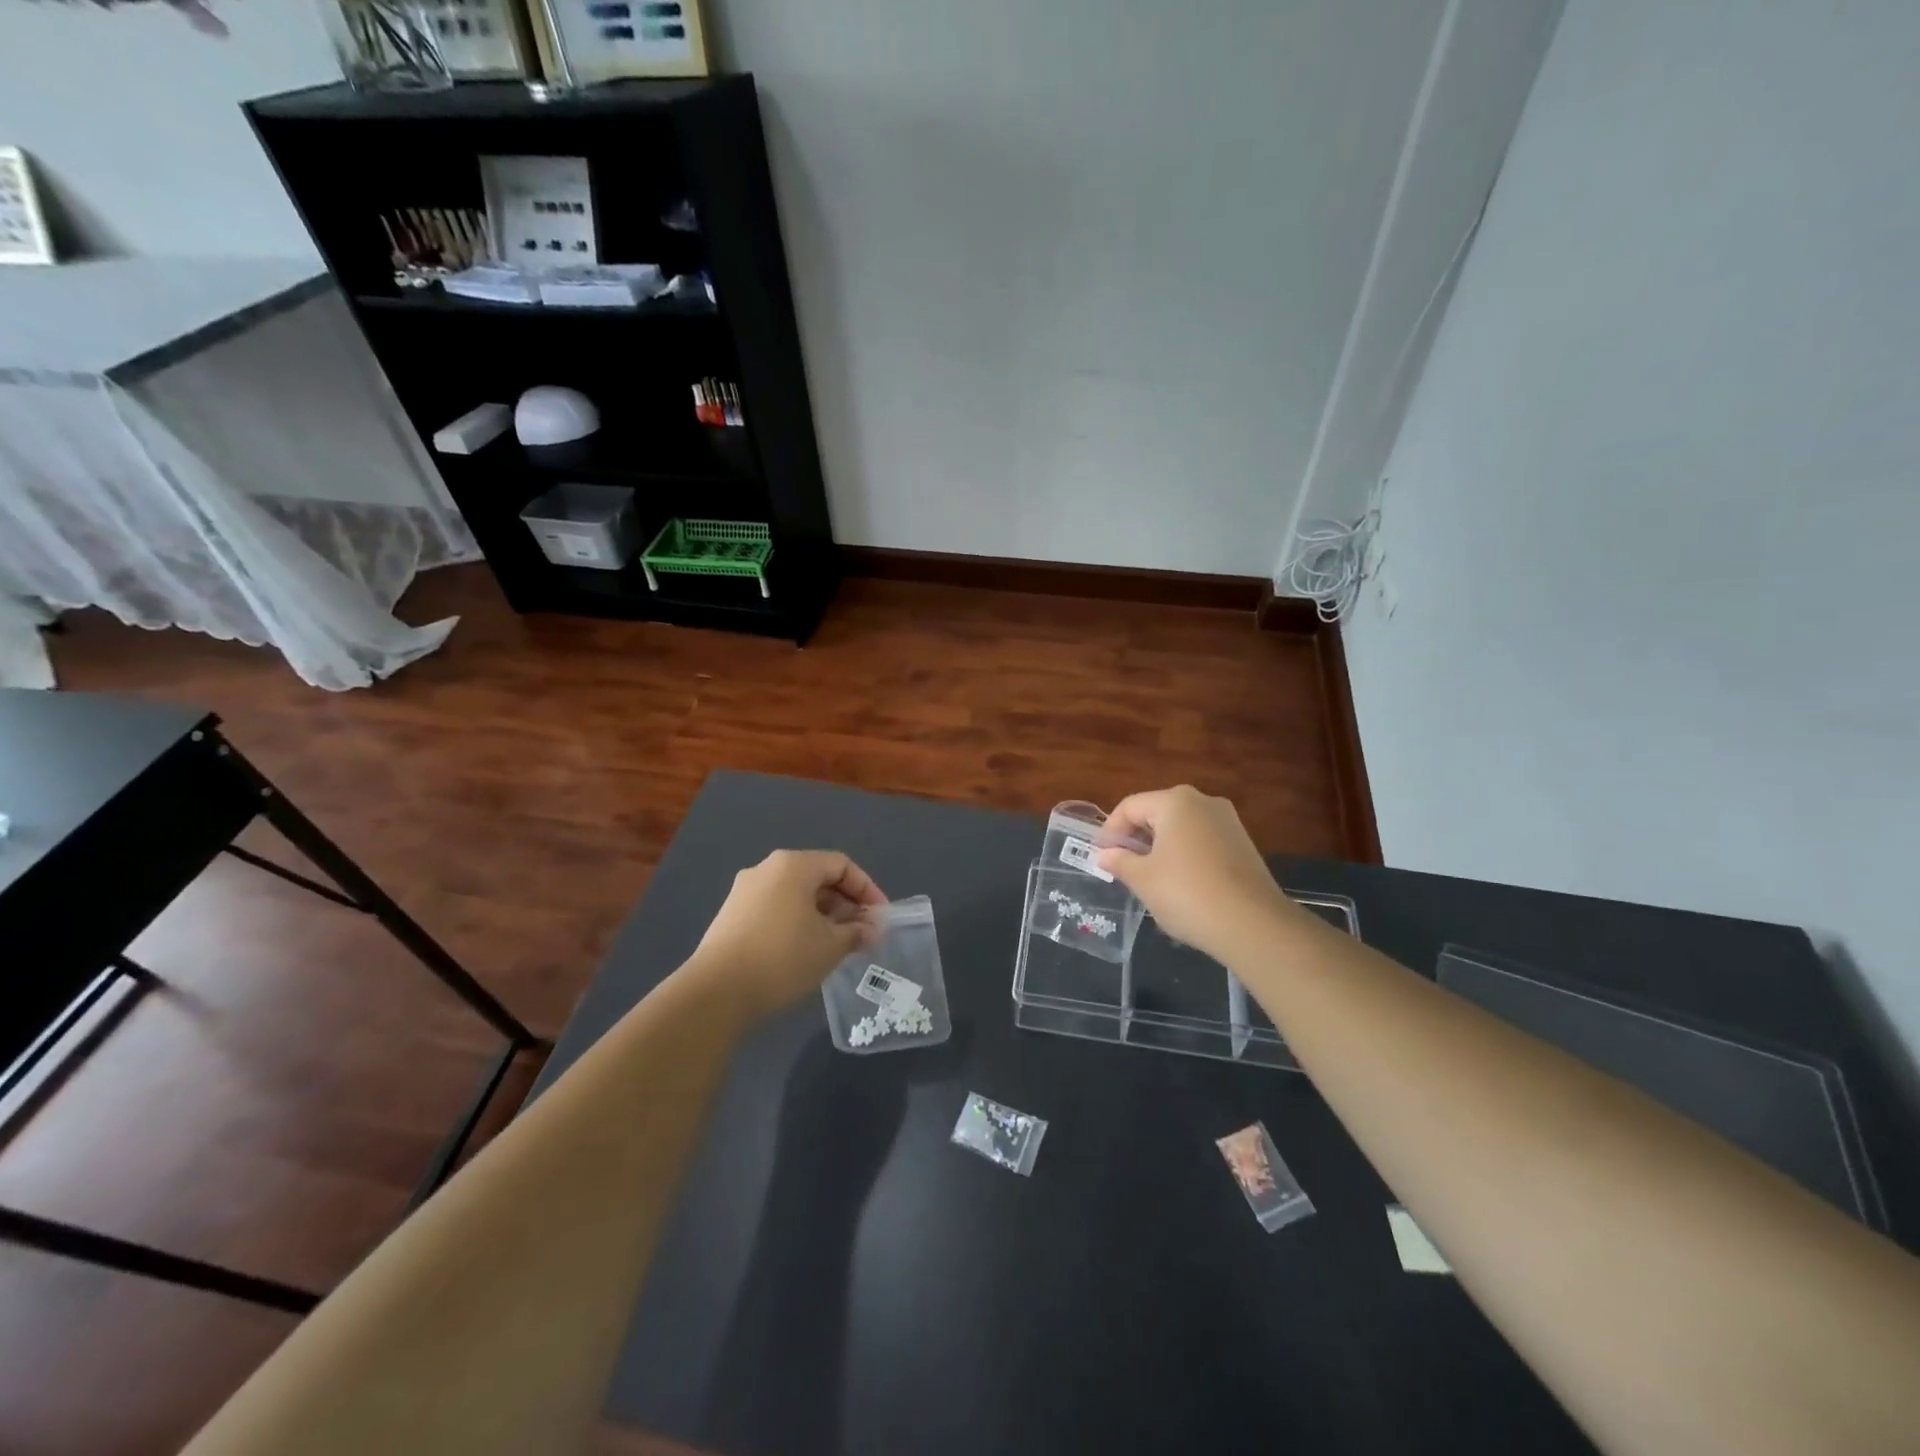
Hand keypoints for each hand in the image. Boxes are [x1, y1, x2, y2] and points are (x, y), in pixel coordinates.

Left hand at [688, 850, 887, 1017]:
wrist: (716, 992)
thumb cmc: (783, 957)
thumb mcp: (831, 945)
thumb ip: (856, 932)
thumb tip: (870, 930)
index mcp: (793, 865)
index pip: (841, 865)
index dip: (867, 889)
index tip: (880, 918)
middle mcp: (767, 869)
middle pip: (817, 877)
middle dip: (845, 904)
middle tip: (862, 933)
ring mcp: (745, 892)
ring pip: (796, 895)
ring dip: (823, 916)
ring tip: (838, 945)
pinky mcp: (731, 916)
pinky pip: (776, 909)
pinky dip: (798, 922)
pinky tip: (806, 951)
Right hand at [1095, 786, 1286, 962]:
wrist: (1253, 925)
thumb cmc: (1187, 893)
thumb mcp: (1143, 879)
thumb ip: (1119, 861)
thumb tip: (1105, 855)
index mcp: (1176, 801)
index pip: (1130, 807)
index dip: (1110, 831)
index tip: (1101, 858)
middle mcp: (1204, 802)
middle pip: (1156, 813)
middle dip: (1135, 838)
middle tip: (1121, 867)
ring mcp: (1228, 822)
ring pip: (1180, 828)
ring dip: (1159, 848)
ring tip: (1147, 878)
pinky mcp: (1243, 844)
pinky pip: (1201, 841)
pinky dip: (1184, 855)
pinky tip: (1179, 884)